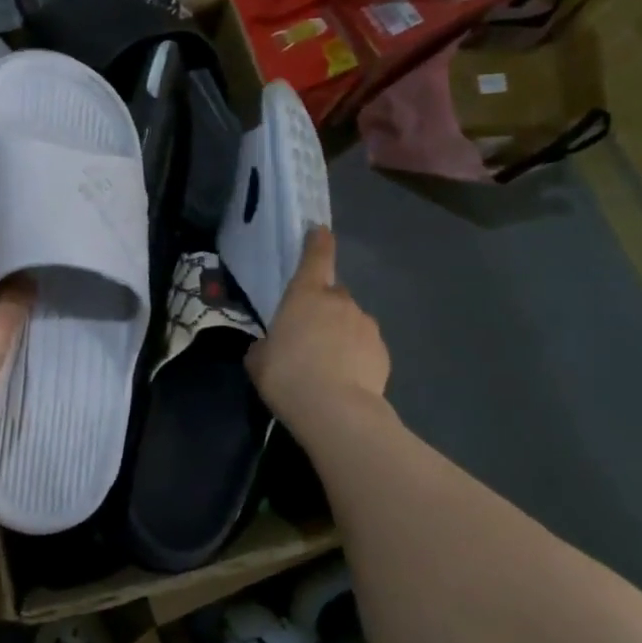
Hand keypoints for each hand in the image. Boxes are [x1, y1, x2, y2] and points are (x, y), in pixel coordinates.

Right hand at [246, 227, 388, 428]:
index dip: (318, 242)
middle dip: (324, 307)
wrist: (336, 410)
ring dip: (340, 333)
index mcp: (305, 295)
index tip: (320, 231)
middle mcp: (339, 301)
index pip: (315, 257)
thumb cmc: (287, 376)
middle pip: (333, 294)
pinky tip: (345, 379)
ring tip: (327, 364)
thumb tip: (271, 347)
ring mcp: (365, 325)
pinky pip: (365, 346)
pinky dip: (356, 355)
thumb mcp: (258, 360)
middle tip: (309, 334)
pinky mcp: (383, 351)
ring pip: (351, 321)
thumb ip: (265, 345)